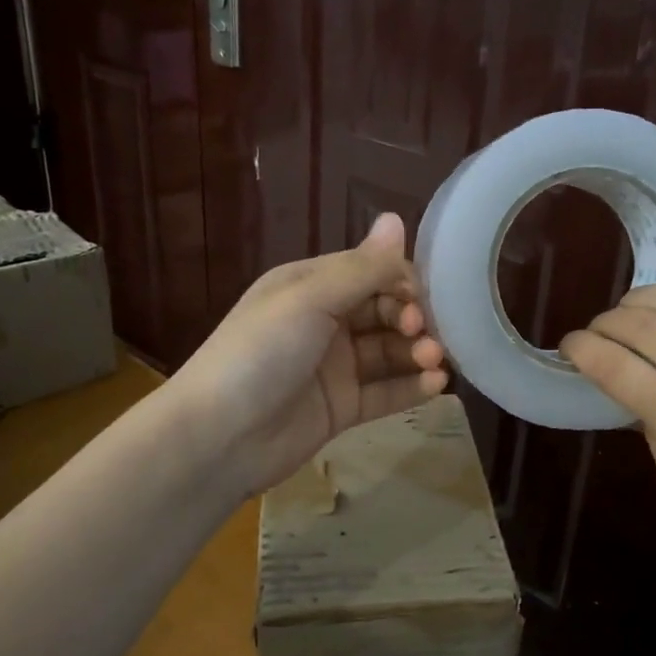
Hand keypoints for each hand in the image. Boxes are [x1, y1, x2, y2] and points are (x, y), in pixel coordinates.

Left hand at [164, 213, 447, 498]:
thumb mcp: (310, 299)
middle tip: (426, 336)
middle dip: (411, 319)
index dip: (401, 281)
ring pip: (388, 352)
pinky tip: (437, 385)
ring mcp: (333, 368)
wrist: (218, 437)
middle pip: (383, 311)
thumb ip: (362, 267)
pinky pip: (384, 392)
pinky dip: (412, 387)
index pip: (370, 272)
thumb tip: (397, 218)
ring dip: (417, 352)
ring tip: (434, 361)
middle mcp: (324, 322)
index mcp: (311, 286)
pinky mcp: (341, 408)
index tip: (422, 299)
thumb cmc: (261, 352)